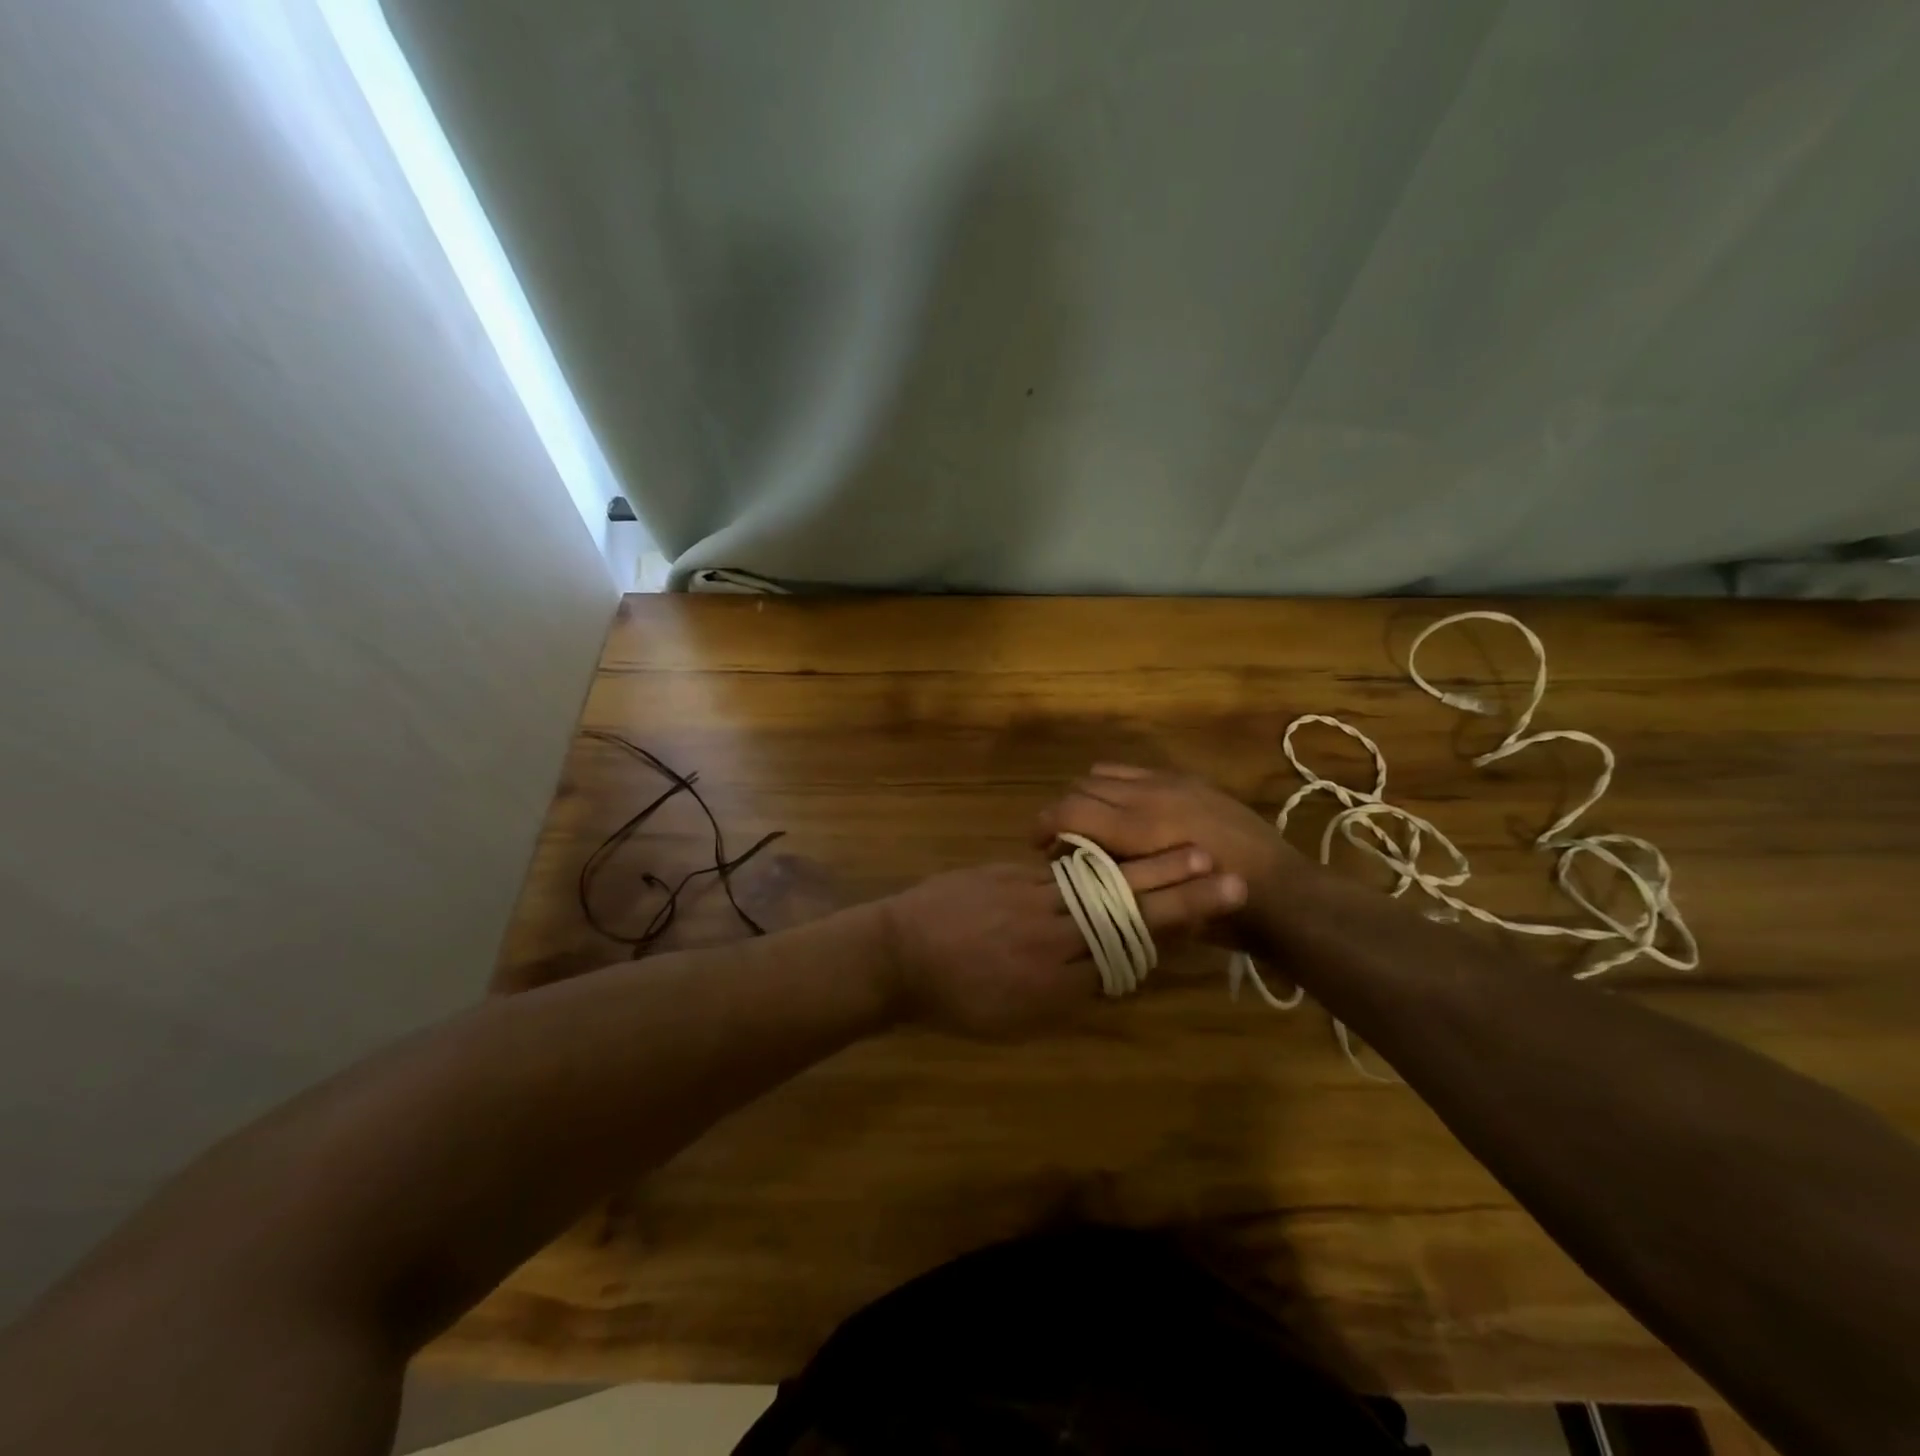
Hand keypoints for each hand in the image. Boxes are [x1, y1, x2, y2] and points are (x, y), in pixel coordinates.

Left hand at [880, 851, 1245, 1038]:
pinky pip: (1067, 867)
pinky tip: (1131, 847)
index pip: (1127, 957)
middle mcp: (1053, 940)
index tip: (1213, 922)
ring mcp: (1032, 901)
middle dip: (1182, 897)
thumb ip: (1068, 996)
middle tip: (1228, 880)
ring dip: (1154, 868)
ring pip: (1104, 885)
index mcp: (1055, 986)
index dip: (1171, 938)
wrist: (899, 955)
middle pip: (1127, 916)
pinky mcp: (1014, 875)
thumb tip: (1115, 975)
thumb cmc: (955, 1001)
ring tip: (1195, 853)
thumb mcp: (1015, 1019)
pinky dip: (1104, 858)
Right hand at [1032, 765, 1310, 931]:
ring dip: (1088, 796)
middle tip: (1061, 842)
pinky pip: (1135, 771)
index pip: (1069, 811)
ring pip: (1104, 773)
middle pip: (1081, 788)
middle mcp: (1151, 796)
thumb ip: (1111, 883)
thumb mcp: (1157, 908)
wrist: (1285, 894)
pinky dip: (1116, 788)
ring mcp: (1171, 783)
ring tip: (1091, 825)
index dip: (1043, 826)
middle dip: (1062, 812)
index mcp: (1141, 829)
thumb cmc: (1220, 917)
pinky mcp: (1188, 780)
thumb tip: (1071, 872)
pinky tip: (1126, 815)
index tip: (1035, 846)